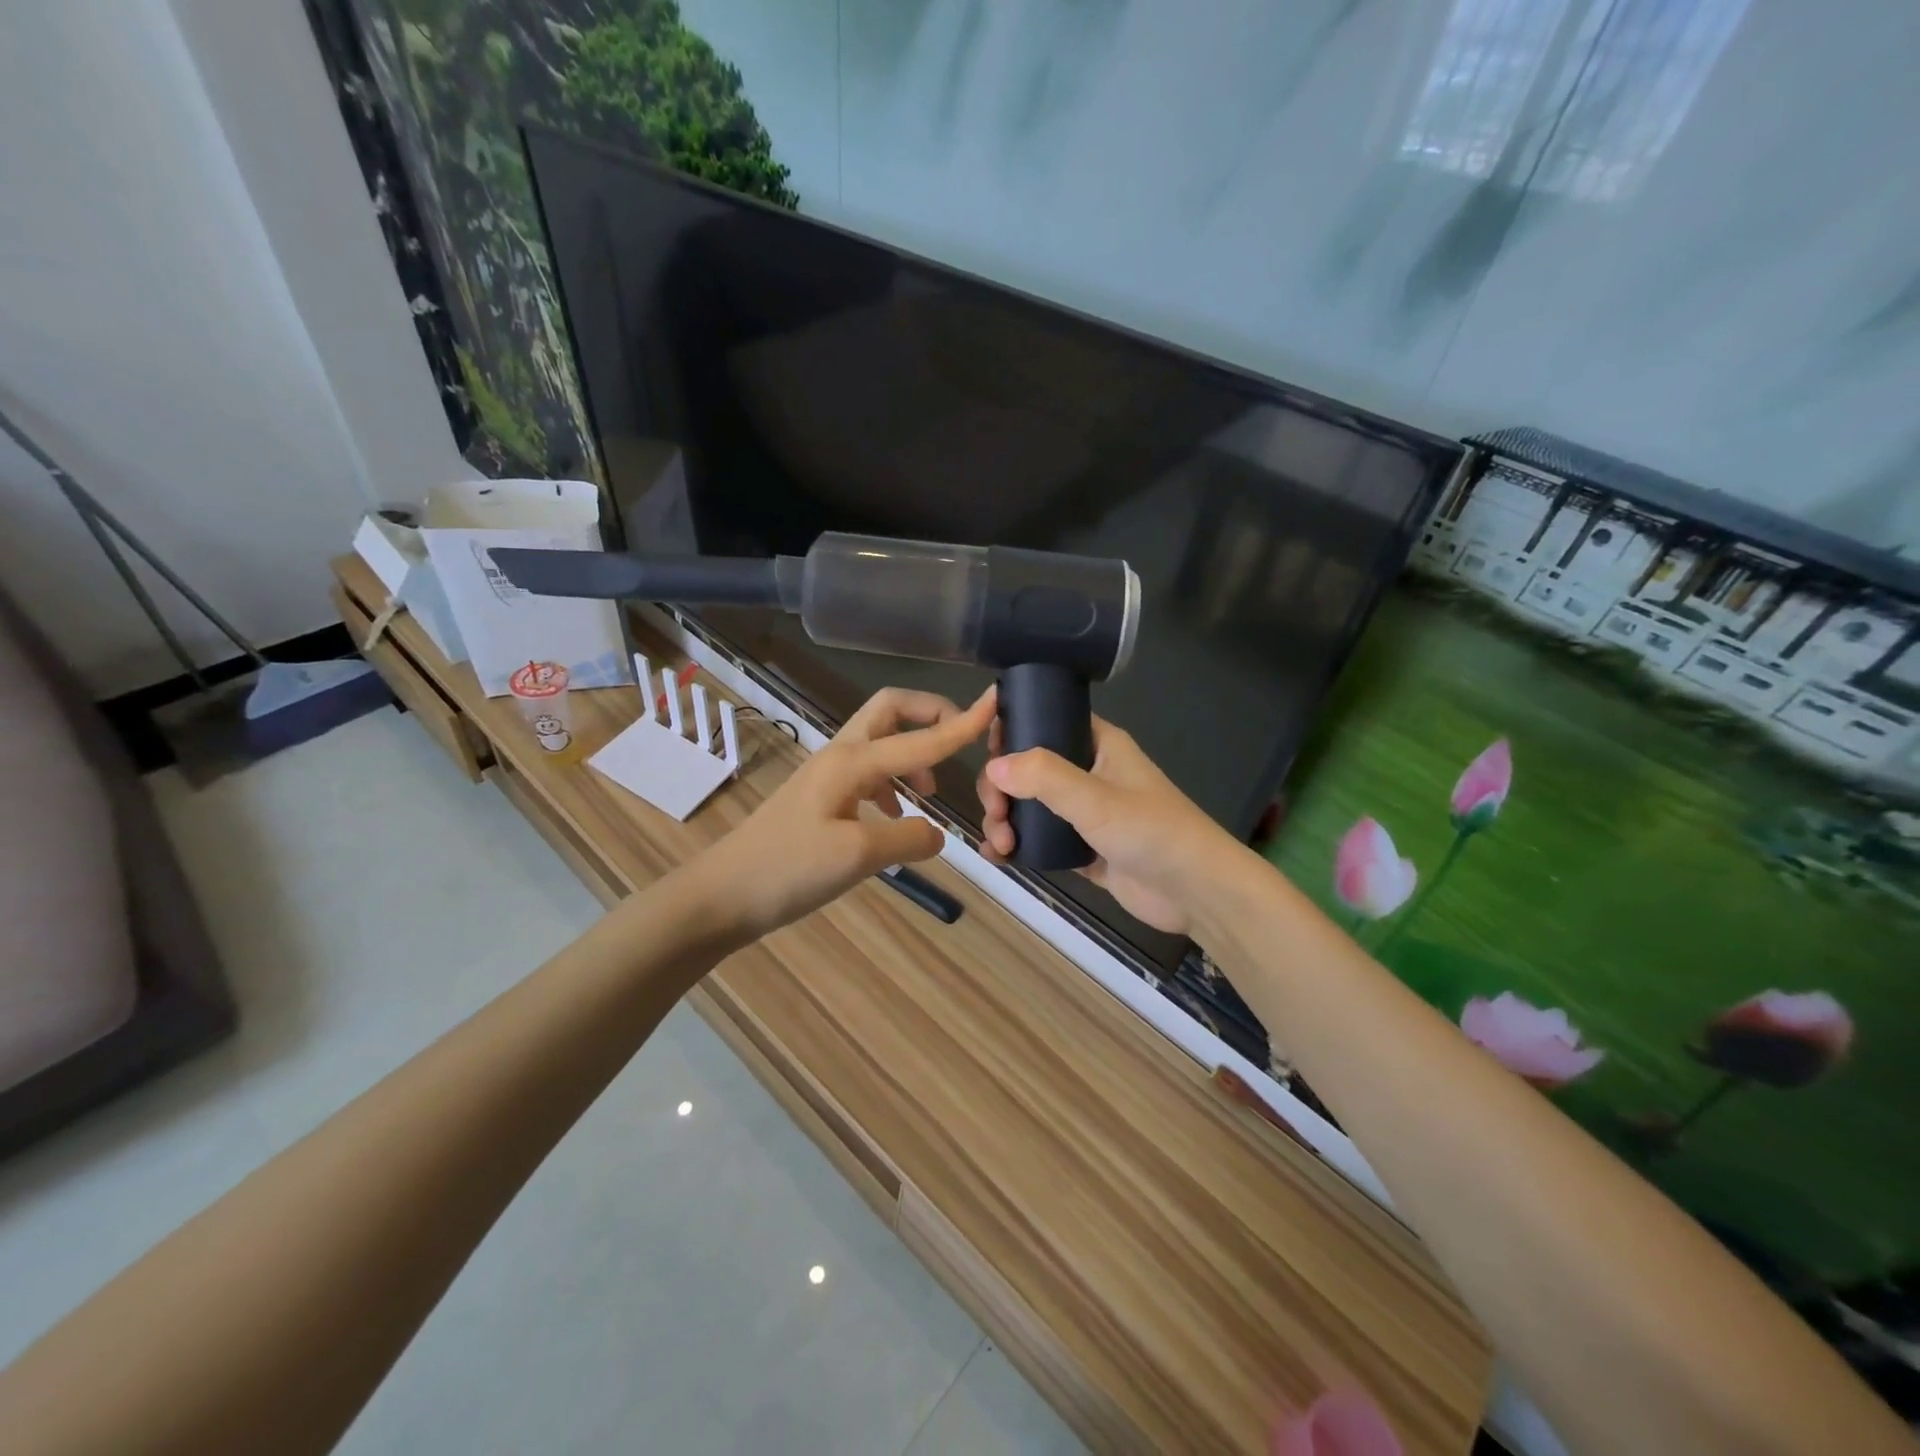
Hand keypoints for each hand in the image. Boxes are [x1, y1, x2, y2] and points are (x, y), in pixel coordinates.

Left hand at [695, 685, 995, 939]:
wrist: (722, 895)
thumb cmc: (788, 870)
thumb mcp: (858, 856)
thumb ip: (908, 837)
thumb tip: (938, 833)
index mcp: (853, 762)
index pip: (920, 738)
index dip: (961, 723)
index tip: (996, 703)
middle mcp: (841, 757)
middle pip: (890, 711)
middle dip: (928, 715)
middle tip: (958, 739)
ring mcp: (827, 777)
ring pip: (880, 744)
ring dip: (912, 755)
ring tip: (930, 795)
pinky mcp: (819, 800)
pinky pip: (867, 775)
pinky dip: (893, 785)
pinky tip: (896, 819)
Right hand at [977, 715, 1231, 935]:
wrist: (1195, 892)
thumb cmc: (1151, 831)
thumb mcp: (1095, 798)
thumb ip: (1043, 777)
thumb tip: (993, 766)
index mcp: (1097, 744)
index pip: (1044, 721)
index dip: (1011, 732)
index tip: (986, 754)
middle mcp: (1087, 772)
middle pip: (1027, 768)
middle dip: (1002, 789)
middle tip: (996, 814)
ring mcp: (1084, 812)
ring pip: (1029, 805)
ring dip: (1005, 819)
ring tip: (1000, 844)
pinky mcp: (1082, 848)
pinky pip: (1039, 838)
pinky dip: (1017, 844)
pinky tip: (998, 857)